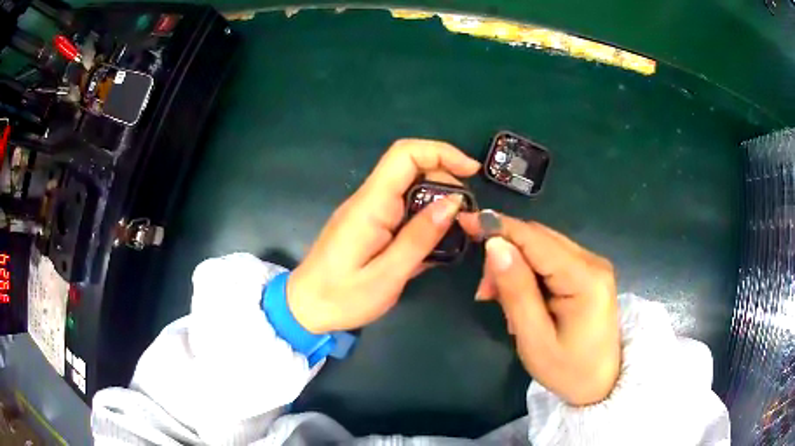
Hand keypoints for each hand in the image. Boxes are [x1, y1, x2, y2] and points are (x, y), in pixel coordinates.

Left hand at [287, 139, 480, 333]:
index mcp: (370, 206)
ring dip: (438, 202)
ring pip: (410, 189)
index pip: (405, 155)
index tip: (471, 171)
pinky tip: (435, 244)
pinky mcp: (370, 224)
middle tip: (466, 217)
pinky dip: (425, 218)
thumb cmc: (341, 298)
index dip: (441, 152)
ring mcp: (368, 211)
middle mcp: (369, 200)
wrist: (304, 308)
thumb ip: (419, 238)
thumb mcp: (386, 276)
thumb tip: (453, 203)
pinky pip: (403, 209)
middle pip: (412, 168)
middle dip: (446, 182)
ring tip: (456, 232)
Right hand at [459, 213, 620, 405]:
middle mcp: (593, 261)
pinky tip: (521, 296)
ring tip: (499, 299)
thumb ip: (516, 291)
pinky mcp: (589, 272)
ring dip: (515, 264)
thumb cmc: (567, 370)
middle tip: (484, 291)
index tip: (464, 220)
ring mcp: (593, 265)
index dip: (499, 226)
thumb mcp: (534, 339)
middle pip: (539, 238)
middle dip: (505, 253)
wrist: (601, 383)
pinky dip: (529, 271)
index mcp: (585, 278)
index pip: (535, 239)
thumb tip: (495, 245)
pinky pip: (552, 259)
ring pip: (543, 247)